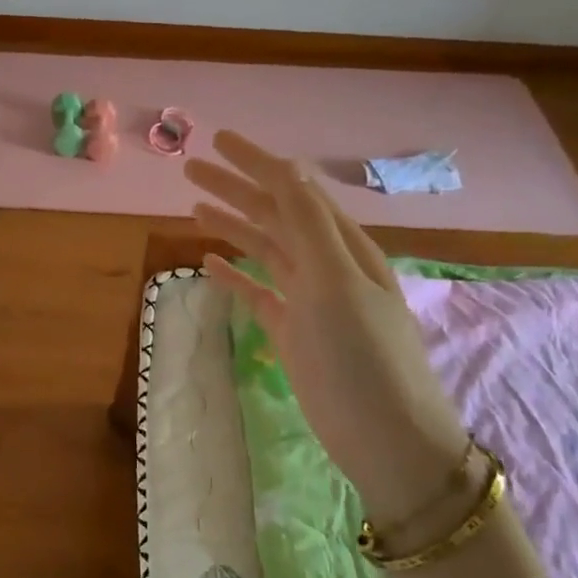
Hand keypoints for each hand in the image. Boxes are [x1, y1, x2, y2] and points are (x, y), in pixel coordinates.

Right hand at [185, 130, 467, 520]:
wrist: (386, 438)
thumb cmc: (364, 357)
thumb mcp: (338, 283)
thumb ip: (309, 225)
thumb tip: (287, 169)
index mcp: (342, 246)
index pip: (294, 190)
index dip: (258, 163)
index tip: (219, 140)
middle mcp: (325, 265)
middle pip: (273, 214)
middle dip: (235, 188)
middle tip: (191, 167)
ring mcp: (308, 300)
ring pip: (263, 249)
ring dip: (231, 225)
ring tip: (194, 205)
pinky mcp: (293, 332)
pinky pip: (258, 292)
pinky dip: (235, 275)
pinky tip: (209, 263)